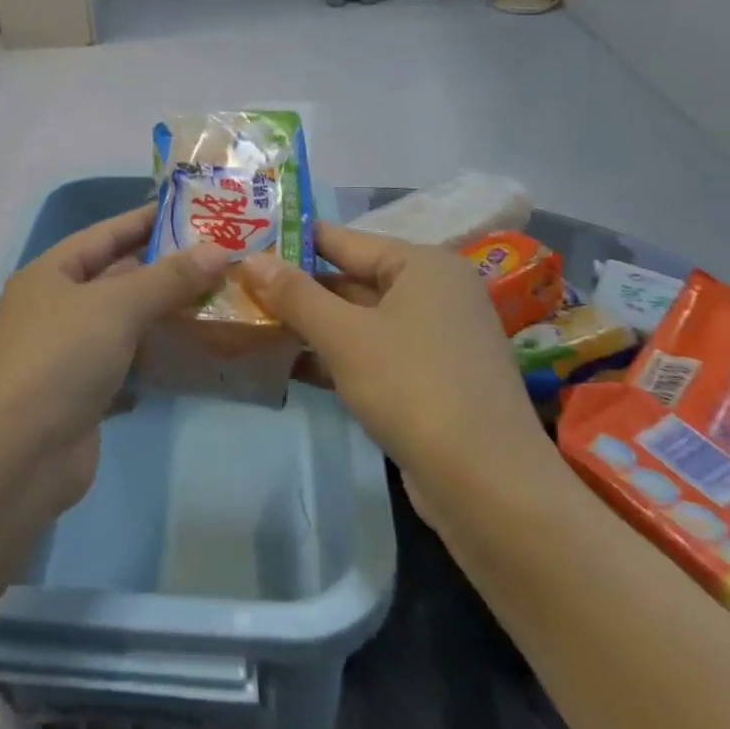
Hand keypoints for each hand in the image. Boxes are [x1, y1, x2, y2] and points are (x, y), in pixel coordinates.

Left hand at [0, 205, 229, 506]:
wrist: (15, 457)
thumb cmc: (59, 359)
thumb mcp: (116, 306)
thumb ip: (168, 278)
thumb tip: (219, 250)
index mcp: (52, 274)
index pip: (107, 234)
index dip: (148, 219)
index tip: (196, 211)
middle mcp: (57, 309)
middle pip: (118, 278)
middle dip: (166, 269)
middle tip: (222, 258)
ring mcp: (69, 355)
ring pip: (125, 324)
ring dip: (166, 316)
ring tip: (220, 301)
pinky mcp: (84, 397)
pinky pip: (127, 367)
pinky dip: (156, 361)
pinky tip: (194, 355)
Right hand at [241, 223, 548, 479]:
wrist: (489, 489)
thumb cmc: (414, 389)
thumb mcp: (345, 337)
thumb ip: (295, 294)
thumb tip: (251, 258)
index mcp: (423, 265)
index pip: (343, 240)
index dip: (292, 243)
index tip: (244, 245)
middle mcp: (433, 293)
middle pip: (350, 279)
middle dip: (297, 289)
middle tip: (239, 288)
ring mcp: (434, 339)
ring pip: (358, 320)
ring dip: (311, 325)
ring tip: (252, 323)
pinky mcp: (429, 380)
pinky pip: (371, 353)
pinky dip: (334, 356)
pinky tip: (287, 364)